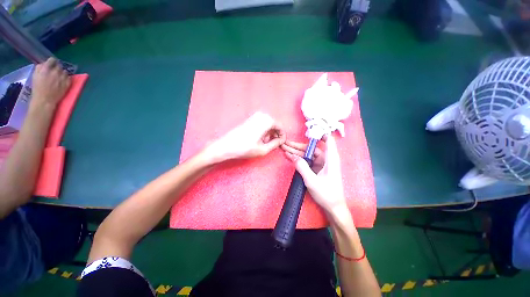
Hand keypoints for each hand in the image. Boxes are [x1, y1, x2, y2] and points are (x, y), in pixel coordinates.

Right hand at [31, 58, 70, 107]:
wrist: (45, 99)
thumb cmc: (37, 88)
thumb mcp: (35, 75)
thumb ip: (40, 68)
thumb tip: (44, 64)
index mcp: (46, 69)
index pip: (52, 60)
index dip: (52, 61)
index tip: (51, 63)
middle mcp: (55, 72)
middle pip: (59, 65)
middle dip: (56, 67)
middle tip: (54, 71)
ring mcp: (62, 78)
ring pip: (65, 71)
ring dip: (62, 73)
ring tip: (58, 77)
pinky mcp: (67, 83)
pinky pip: (69, 77)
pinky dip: (66, 78)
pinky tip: (62, 81)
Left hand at [204, 112, 285, 163]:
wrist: (226, 146)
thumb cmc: (245, 148)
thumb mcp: (263, 149)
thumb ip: (276, 144)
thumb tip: (281, 140)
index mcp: (266, 120)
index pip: (280, 127)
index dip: (282, 136)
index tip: (281, 144)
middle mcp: (262, 115)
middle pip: (274, 125)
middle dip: (275, 134)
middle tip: (273, 144)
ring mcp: (255, 116)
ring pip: (268, 124)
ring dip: (269, 133)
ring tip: (265, 143)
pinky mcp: (250, 119)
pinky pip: (262, 124)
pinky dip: (263, 131)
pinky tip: (259, 139)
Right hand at [282, 135, 347, 214]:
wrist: (333, 207)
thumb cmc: (326, 194)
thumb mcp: (312, 180)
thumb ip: (302, 167)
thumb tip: (292, 156)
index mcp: (330, 159)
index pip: (328, 140)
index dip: (319, 132)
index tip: (308, 128)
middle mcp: (326, 159)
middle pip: (311, 148)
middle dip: (297, 146)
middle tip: (285, 143)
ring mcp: (321, 164)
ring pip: (307, 154)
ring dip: (296, 152)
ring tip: (284, 148)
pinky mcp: (317, 169)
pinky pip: (307, 161)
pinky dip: (298, 159)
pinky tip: (290, 156)